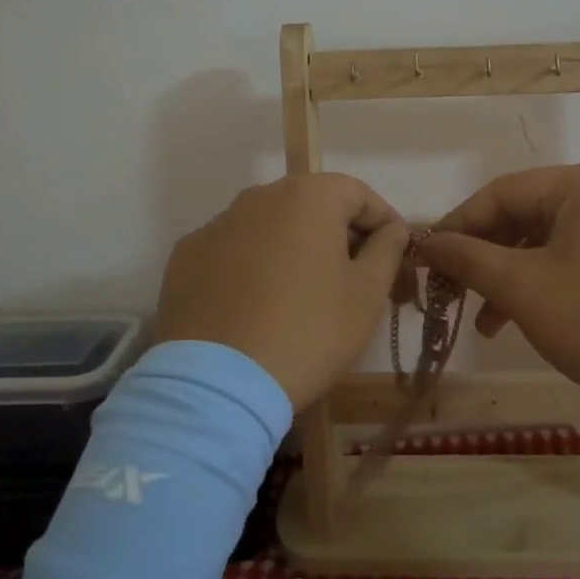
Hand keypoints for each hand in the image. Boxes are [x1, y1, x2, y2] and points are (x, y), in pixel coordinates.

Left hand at [153, 174, 408, 409]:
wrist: (218, 384)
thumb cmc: (309, 332)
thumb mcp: (367, 294)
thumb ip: (387, 249)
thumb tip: (392, 229)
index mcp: (307, 196)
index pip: (358, 193)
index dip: (382, 222)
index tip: (393, 256)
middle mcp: (259, 197)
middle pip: (311, 204)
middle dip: (338, 233)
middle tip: (353, 276)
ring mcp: (217, 224)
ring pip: (270, 225)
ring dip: (293, 247)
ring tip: (303, 293)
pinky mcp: (186, 256)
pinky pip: (233, 250)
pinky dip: (252, 265)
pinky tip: (256, 305)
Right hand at [415, 163, 579, 409]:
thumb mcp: (523, 288)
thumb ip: (469, 258)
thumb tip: (425, 243)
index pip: (502, 192)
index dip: (459, 225)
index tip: (427, 259)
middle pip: (525, 215)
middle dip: (485, 256)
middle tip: (452, 290)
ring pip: (547, 242)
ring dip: (510, 276)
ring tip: (483, 321)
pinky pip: (573, 258)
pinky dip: (542, 284)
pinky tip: (520, 320)